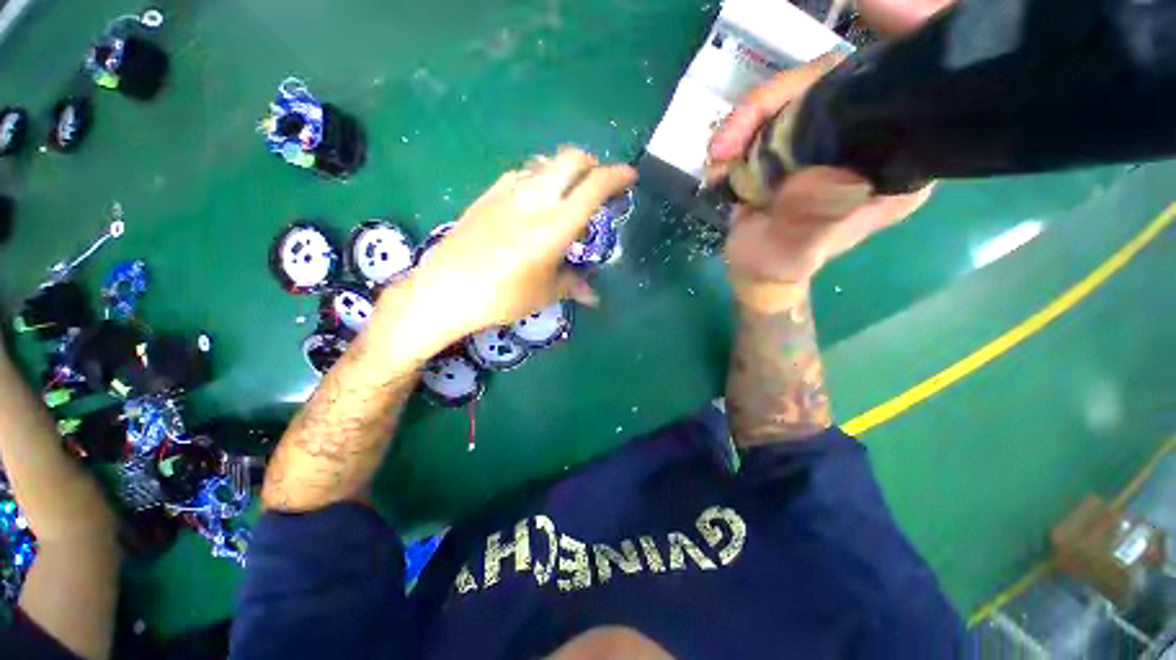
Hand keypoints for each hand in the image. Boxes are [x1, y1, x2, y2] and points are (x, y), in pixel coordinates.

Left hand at [399, 148, 635, 349]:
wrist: (446, 290)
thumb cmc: (503, 296)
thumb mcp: (544, 293)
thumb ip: (572, 285)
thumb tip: (592, 297)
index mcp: (556, 225)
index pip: (594, 187)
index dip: (617, 176)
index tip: (630, 176)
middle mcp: (535, 198)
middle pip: (571, 158)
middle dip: (591, 164)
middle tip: (597, 184)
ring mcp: (508, 191)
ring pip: (545, 162)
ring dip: (563, 170)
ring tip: (567, 192)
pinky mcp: (487, 194)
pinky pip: (521, 174)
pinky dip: (537, 177)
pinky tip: (533, 199)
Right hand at [707, 55, 931, 310]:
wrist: (752, 268)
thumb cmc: (777, 266)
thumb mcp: (790, 252)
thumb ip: (810, 220)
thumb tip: (829, 175)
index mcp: (892, 167)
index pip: (899, 97)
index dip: (887, 54)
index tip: (872, 9)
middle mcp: (868, 141)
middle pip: (836, 83)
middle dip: (778, 99)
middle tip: (729, 138)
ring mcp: (829, 134)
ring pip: (798, 92)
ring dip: (749, 117)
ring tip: (718, 155)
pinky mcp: (796, 136)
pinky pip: (771, 111)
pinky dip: (740, 128)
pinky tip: (720, 155)